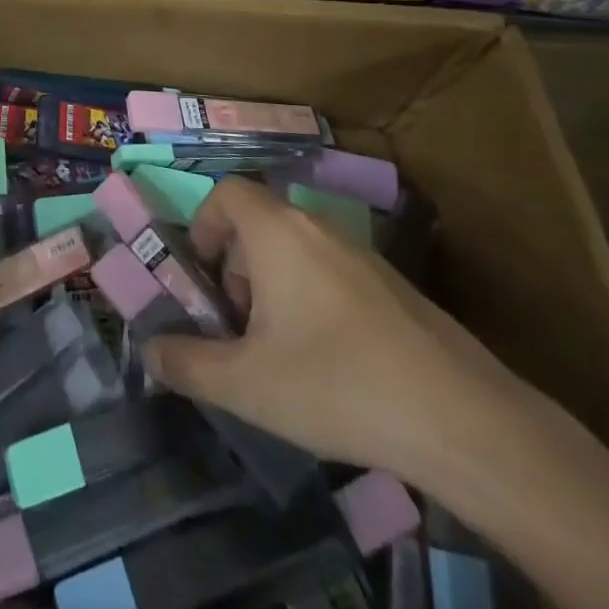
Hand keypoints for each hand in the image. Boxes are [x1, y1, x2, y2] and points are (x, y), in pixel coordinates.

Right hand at [143, 176, 528, 482]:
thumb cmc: (335, 384)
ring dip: (272, 285)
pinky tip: (328, 362)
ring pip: (296, 248)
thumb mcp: (246, 384)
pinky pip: (331, 270)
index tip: (201, 277)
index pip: (227, 192)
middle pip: (259, 222)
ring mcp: (360, 251)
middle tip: (237, 327)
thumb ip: (188, 364)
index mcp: (277, 231)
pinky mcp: (392, 283)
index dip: (203, 224)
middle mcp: (316, 225)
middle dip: (235, 267)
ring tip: (279, 351)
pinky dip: (311, 297)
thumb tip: (149, 351)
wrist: (460, 417)